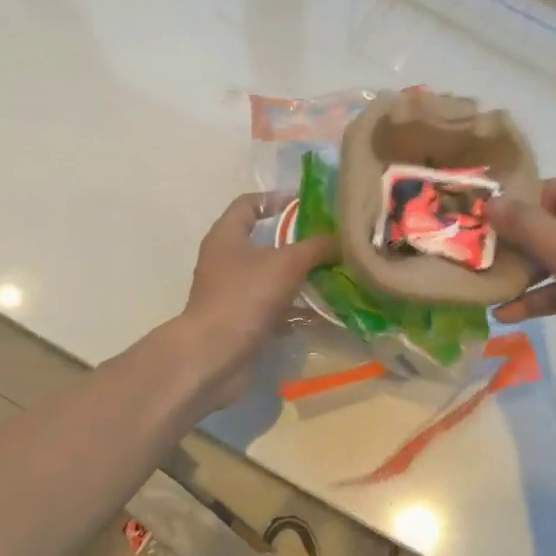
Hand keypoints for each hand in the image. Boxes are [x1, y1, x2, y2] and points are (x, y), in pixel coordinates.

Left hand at [178, 193, 337, 409]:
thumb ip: (316, 247)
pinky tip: (321, 313)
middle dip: (296, 242)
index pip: (248, 204)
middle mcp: (225, 260)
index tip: (306, 204)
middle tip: (329, 242)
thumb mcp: (287, 264)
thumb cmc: (245, 296)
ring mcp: (231, 292)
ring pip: (270, 276)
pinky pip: (271, 307)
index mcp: (227, 236)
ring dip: (298, 277)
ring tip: (332, 275)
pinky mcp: (240, 320)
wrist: (214, 355)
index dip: (276, 199)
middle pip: (263, 241)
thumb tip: (342, 239)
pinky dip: (293, 308)